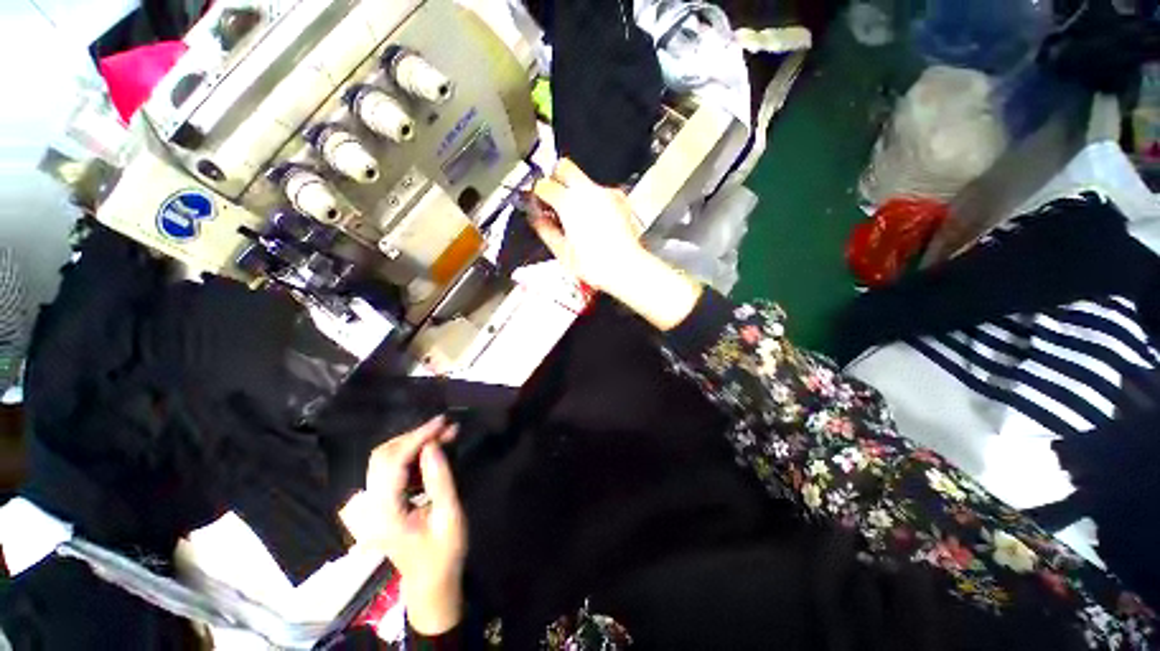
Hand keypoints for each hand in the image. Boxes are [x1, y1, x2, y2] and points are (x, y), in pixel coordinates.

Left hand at [363, 417, 466, 634]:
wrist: (430, 580)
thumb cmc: (444, 552)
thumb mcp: (449, 516)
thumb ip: (440, 480)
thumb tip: (433, 445)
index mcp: (384, 514)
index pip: (393, 464)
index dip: (417, 438)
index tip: (442, 422)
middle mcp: (370, 507)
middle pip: (382, 457)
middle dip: (414, 436)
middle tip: (444, 427)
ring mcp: (372, 505)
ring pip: (385, 459)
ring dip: (413, 442)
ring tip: (444, 434)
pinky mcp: (380, 503)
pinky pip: (392, 468)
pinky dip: (412, 454)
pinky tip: (434, 450)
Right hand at [532, 159, 702, 330]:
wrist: (626, 268)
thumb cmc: (596, 265)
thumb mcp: (562, 252)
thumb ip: (545, 231)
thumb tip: (536, 219)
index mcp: (570, 204)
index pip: (544, 185)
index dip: (537, 193)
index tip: (536, 201)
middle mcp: (589, 192)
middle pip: (565, 167)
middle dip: (554, 177)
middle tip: (552, 197)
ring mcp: (607, 194)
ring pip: (584, 179)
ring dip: (574, 191)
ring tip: (573, 216)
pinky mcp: (620, 200)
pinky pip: (600, 191)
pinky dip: (592, 200)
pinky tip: (592, 219)